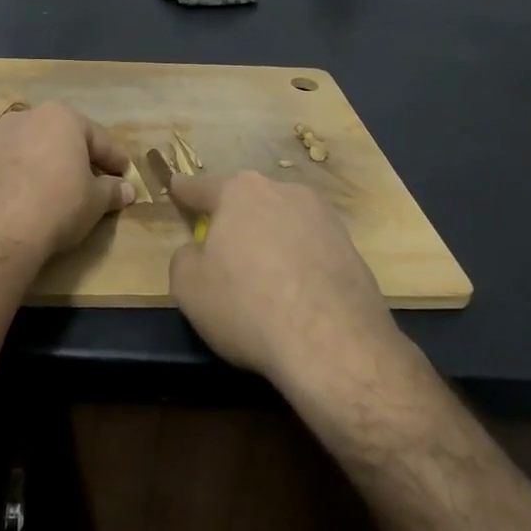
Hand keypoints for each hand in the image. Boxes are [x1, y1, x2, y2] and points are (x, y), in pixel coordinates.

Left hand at [0, 102, 134, 261]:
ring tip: (55, 189)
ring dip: (45, 164)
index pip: (98, 139)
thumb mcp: (95, 202)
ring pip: (31, 147)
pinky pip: (6, 164)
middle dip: (77, 157)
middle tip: (92, 181)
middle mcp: (27, 116)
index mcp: (62, 118)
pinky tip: (24, 197)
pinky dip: (19, 175)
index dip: (115, 159)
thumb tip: (126, 190)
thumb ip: (112, 191)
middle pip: (61, 137)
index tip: (124, 175)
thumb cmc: (57, 206)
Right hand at [168, 170, 402, 386]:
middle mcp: (286, 193)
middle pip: (249, 202)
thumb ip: (185, 258)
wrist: (333, 346)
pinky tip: (295, 297)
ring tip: (263, 280)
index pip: (202, 188)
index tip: (176, 185)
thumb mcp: (188, 286)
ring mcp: (326, 219)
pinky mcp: (353, 251)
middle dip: (234, 220)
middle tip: (223, 249)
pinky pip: (312, 251)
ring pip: (284, 224)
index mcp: (241, 192)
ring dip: (271, 241)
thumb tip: (199, 252)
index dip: (185, 191)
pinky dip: (299, 265)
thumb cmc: (247, 306)